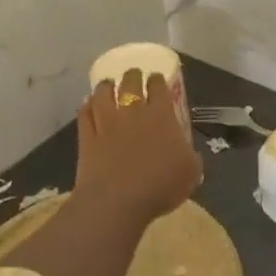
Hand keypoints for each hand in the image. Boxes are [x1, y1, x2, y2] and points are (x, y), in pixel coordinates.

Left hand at [72, 69, 202, 230]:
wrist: (118, 201)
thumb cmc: (160, 185)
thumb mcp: (191, 173)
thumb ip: (191, 157)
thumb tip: (188, 152)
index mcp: (161, 116)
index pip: (158, 87)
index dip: (157, 80)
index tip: (156, 78)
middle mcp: (133, 113)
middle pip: (130, 83)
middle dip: (132, 76)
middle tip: (133, 75)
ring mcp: (107, 123)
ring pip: (103, 95)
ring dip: (106, 87)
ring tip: (107, 84)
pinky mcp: (88, 138)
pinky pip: (85, 115)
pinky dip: (86, 107)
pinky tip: (87, 105)